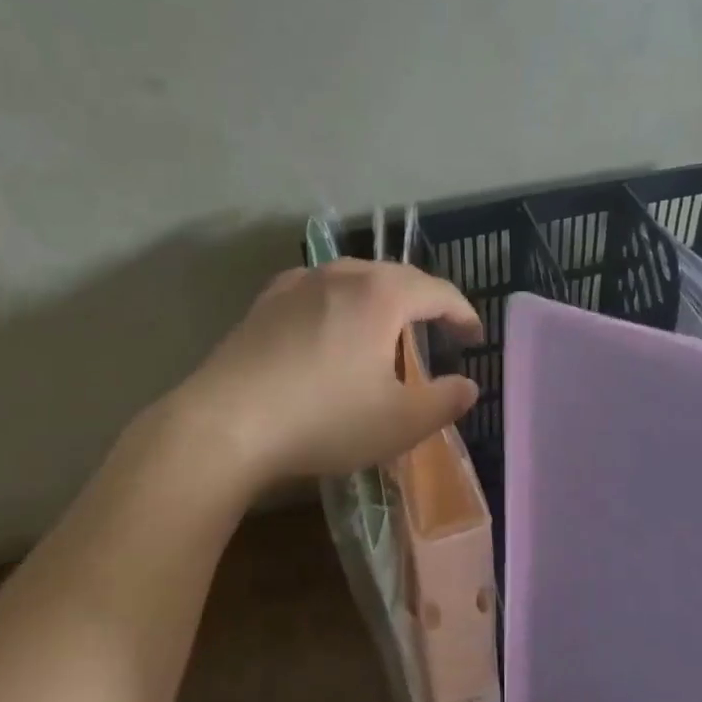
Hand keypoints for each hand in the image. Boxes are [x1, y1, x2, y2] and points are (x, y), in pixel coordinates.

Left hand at [175, 258, 482, 492]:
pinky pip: (317, 292)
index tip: (475, 338)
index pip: (438, 293)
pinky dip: (340, 304)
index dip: (463, 314)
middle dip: (424, 302)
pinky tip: (331, 325)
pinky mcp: (264, 305)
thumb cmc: (325, 420)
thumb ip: (445, 402)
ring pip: (354, 280)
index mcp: (381, 295)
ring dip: (381, 300)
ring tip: (387, 328)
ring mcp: (296, 285)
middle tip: (439, 330)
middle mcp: (340, 276)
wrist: (226, 424)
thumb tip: (468, 386)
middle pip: (396, 277)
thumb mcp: (400, 422)